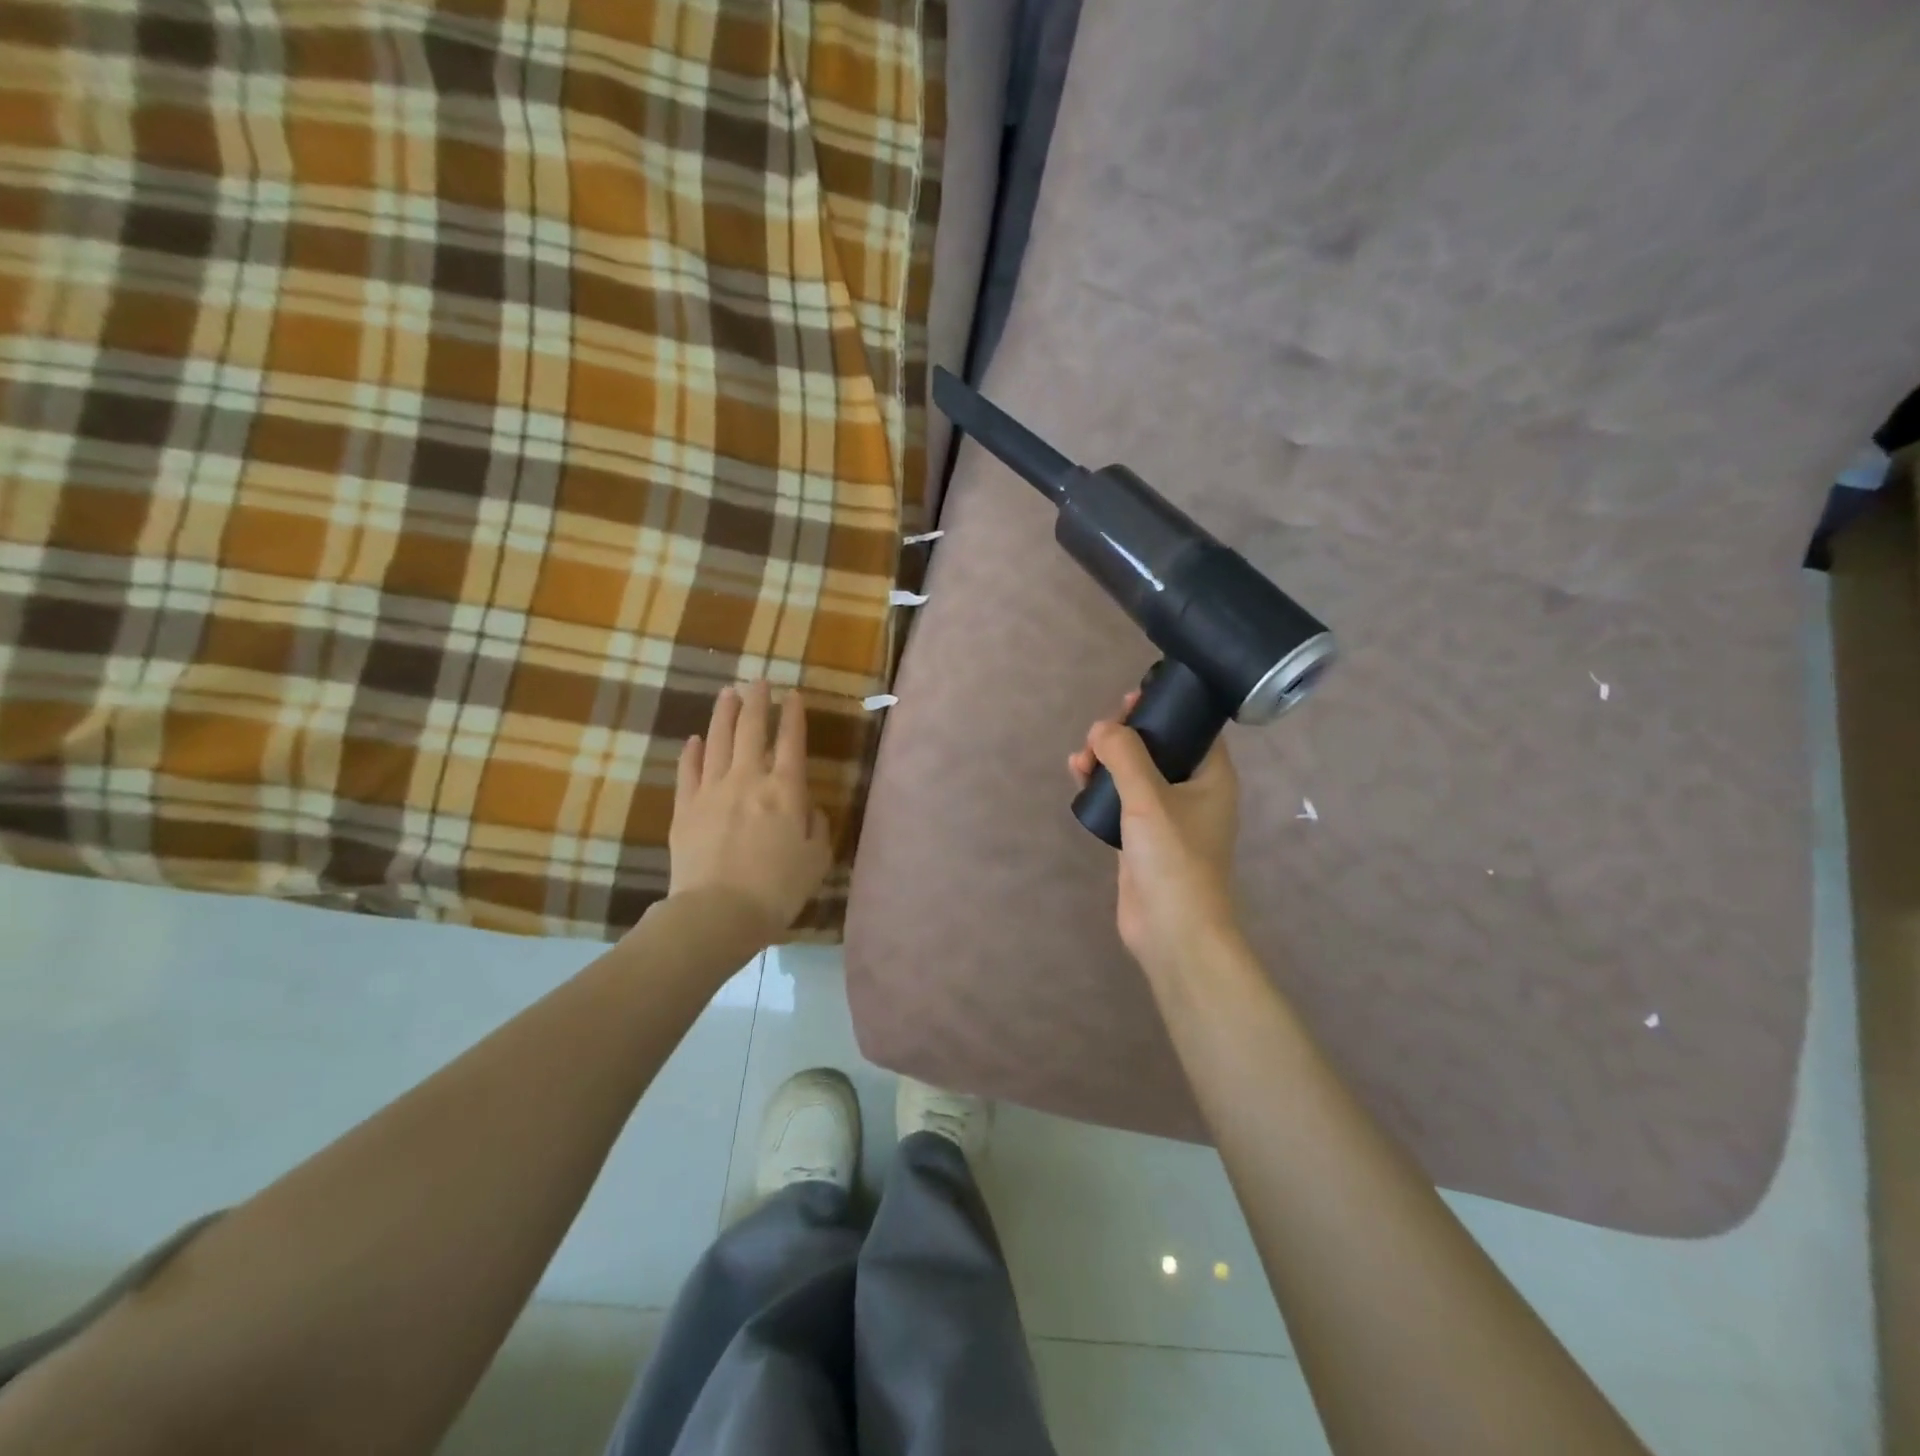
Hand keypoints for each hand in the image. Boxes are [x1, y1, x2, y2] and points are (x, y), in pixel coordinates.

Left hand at [669, 681, 831, 939]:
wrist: (719, 911)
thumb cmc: (778, 888)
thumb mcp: (816, 860)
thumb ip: (818, 827)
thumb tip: (811, 809)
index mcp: (785, 790)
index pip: (791, 742)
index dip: (793, 716)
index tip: (793, 695)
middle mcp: (748, 779)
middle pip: (751, 730)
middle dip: (756, 702)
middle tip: (758, 681)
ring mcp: (712, 791)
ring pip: (717, 741)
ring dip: (724, 715)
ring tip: (728, 693)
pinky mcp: (685, 808)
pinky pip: (688, 771)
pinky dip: (692, 752)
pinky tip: (695, 739)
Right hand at [1068, 691, 1242, 983]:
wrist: (1172, 930)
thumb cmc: (1174, 858)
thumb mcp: (1149, 798)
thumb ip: (1124, 755)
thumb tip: (1100, 729)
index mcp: (1212, 776)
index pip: (1191, 727)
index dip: (1163, 708)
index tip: (1129, 700)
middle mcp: (1193, 792)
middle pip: (1158, 747)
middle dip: (1125, 735)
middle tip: (1098, 735)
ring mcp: (1166, 817)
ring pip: (1135, 773)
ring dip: (1108, 760)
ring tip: (1080, 760)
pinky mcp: (1142, 838)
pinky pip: (1121, 799)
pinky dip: (1101, 786)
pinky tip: (1079, 778)